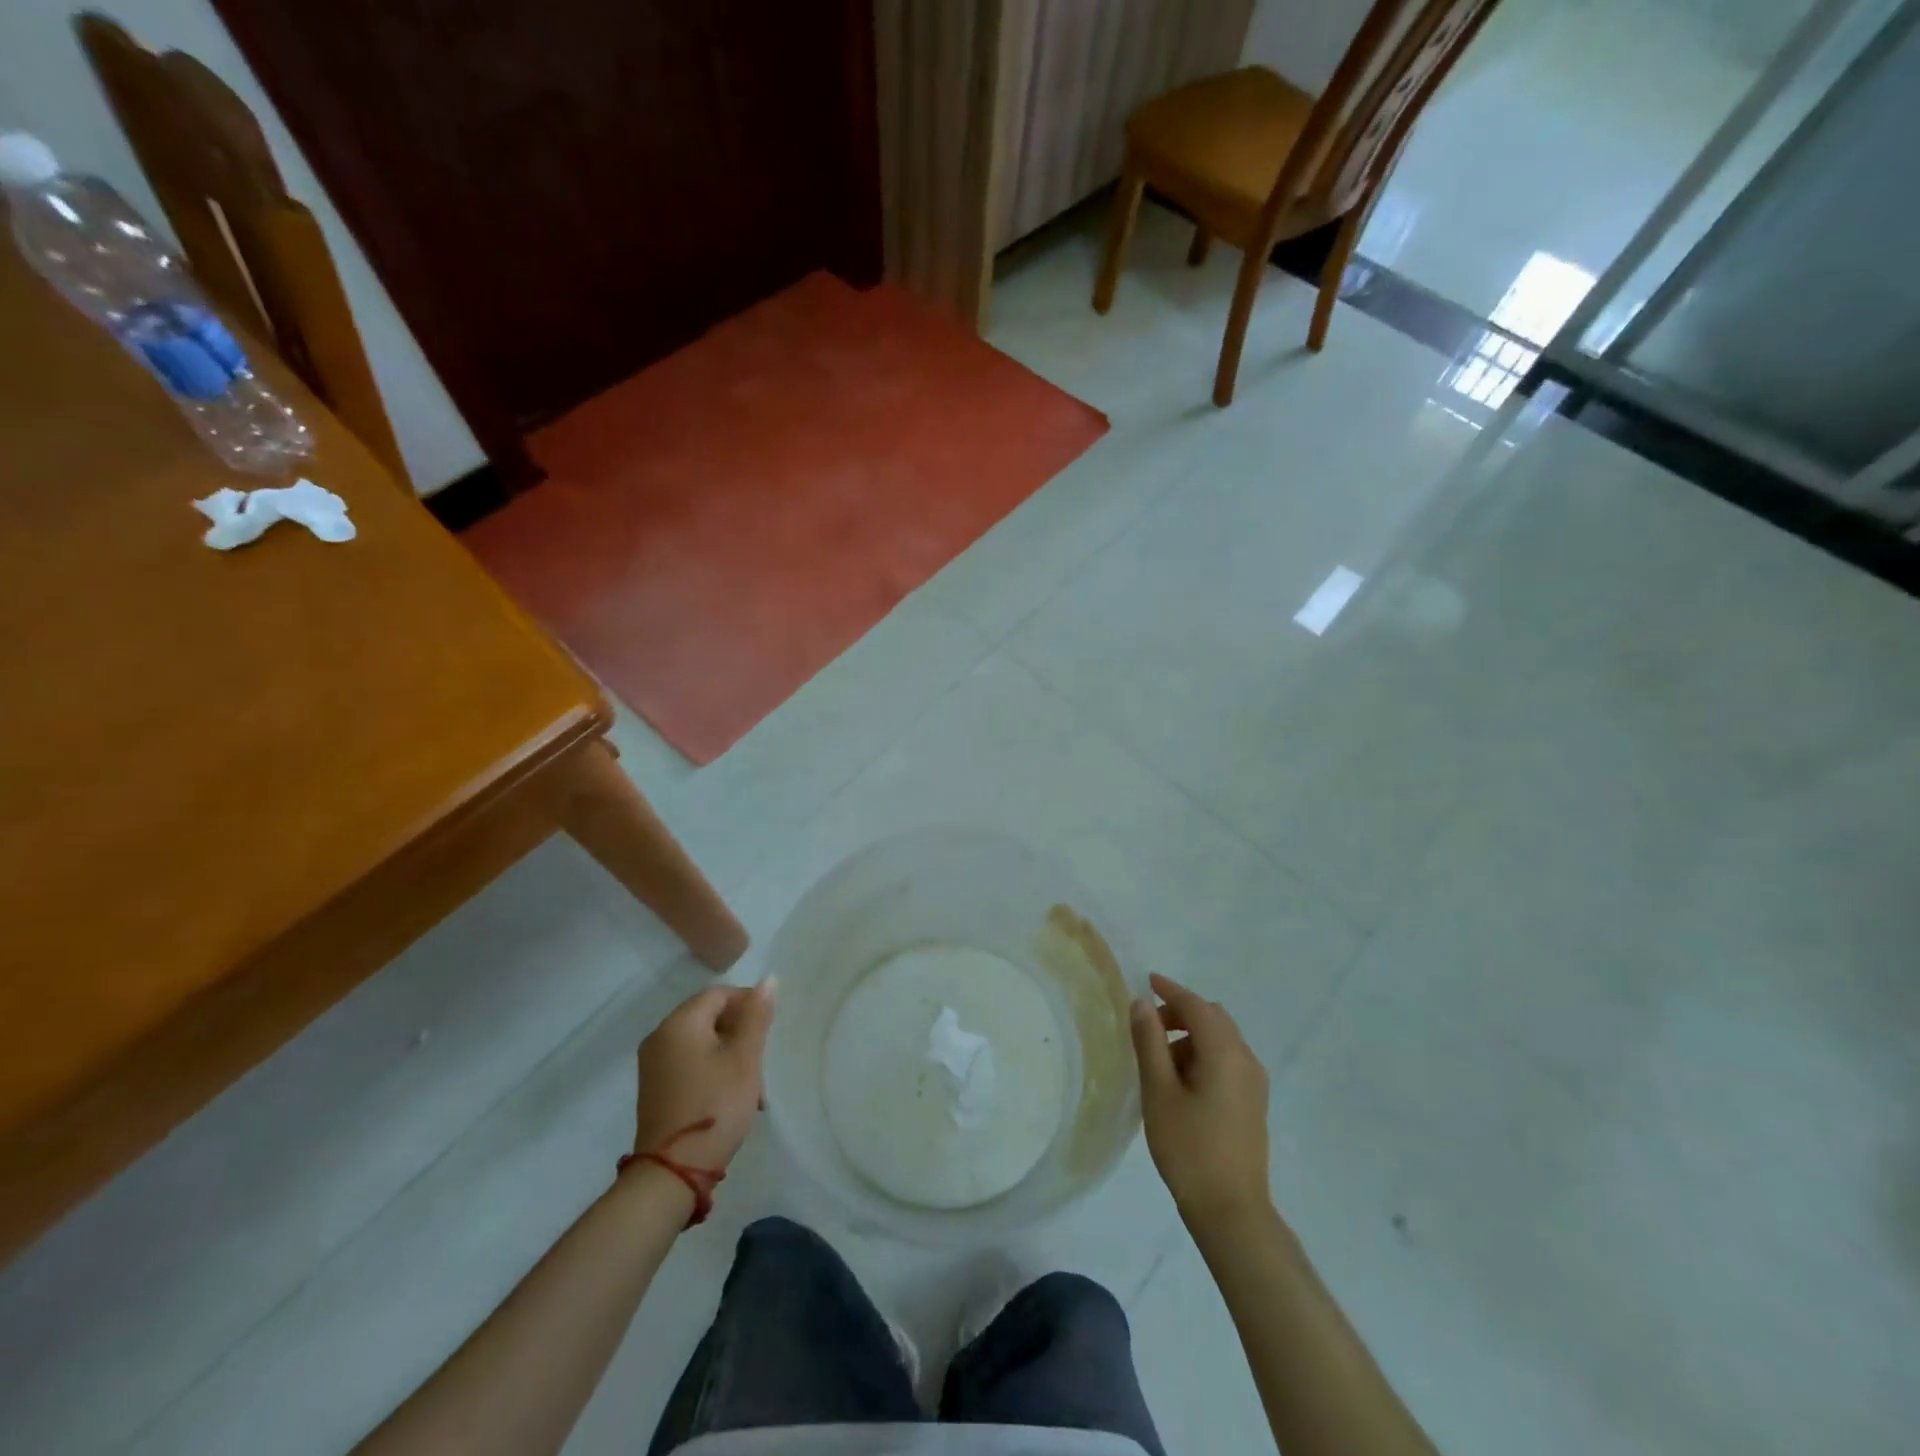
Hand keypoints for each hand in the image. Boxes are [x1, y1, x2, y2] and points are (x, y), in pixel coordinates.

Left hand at [632, 980, 775, 1172]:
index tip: (768, 1031)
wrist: (672, 1172)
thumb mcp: (744, 1058)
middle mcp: (660, 1037)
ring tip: (754, 1089)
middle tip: (762, 1062)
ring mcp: (654, 1065)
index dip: (748, 1004)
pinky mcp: (656, 1089)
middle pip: (710, 1017)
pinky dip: (714, 1071)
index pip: (719, 994)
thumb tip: (768, 980)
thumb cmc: (714, 1105)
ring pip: (703, 1043)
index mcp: (679, 1023)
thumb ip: (756, 1016)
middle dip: (741, 1034)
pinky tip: (732, 1097)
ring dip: (731, 1056)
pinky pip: (691, 1063)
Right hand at [1130, 972, 1272, 1226]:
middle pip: (1213, 1018)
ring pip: (1221, 1039)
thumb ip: (1149, 1042)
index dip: (1170, 990)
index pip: (1196, 1006)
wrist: (1231, 1212)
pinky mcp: (1253, 1102)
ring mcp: (1254, 1083)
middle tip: (1148, 1025)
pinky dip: (1203, 1054)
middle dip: (1181, 1012)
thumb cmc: (1189, 1148)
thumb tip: (1141, 1003)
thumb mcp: (1159, 1092)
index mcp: (1225, 1053)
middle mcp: (1246, 1060)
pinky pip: (1227, 1060)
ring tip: (1159, 1059)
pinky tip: (1181, 1080)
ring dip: (1191, 1035)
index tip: (1146, 981)